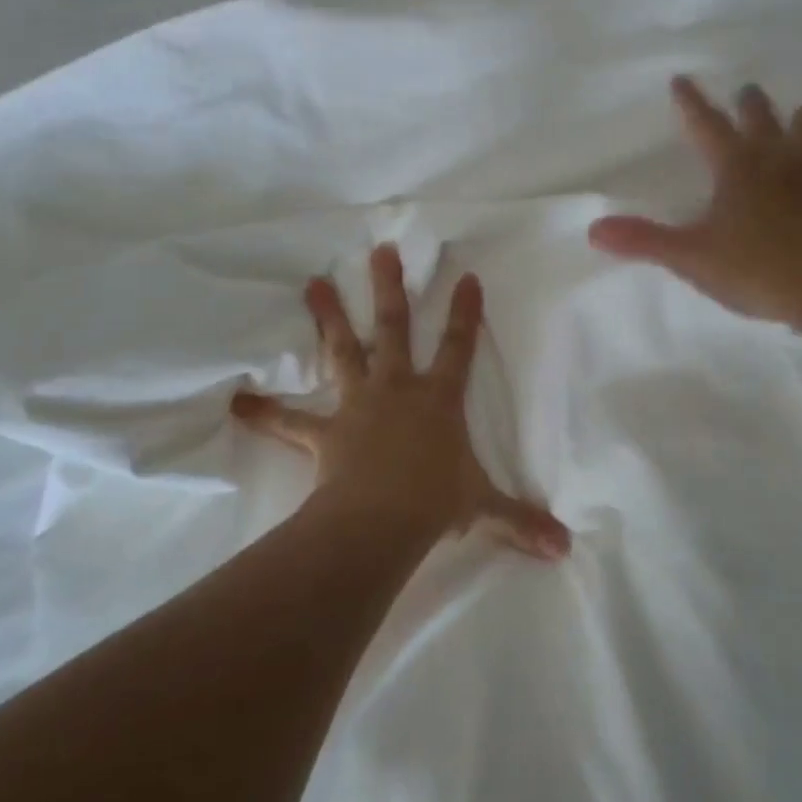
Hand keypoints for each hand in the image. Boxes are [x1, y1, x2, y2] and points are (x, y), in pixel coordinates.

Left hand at [232, 244, 570, 560]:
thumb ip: (521, 522)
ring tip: (313, 283)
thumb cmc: (436, 502)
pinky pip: (290, 422)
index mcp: (438, 399)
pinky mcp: (325, 431)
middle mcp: (398, 389)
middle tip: (380, 251)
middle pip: (394, 329)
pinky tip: (237, 402)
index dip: (464, 312)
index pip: (458, 347)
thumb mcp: (483, 507)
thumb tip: (564, 549)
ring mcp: (358, 404)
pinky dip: (265, 413)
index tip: (465, 277)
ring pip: (343, 351)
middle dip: (389, 289)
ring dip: (328, 317)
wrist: (382, 519)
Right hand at [588, 77, 801, 342]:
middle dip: (751, 105)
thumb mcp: (691, 257)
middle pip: (763, 122)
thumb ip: (643, 241)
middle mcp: (779, 163)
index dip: (692, 103)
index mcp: (737, 169)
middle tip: (748, 90)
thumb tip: (594, 229)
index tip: (681, 79)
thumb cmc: (757, 269)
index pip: (707, 126)